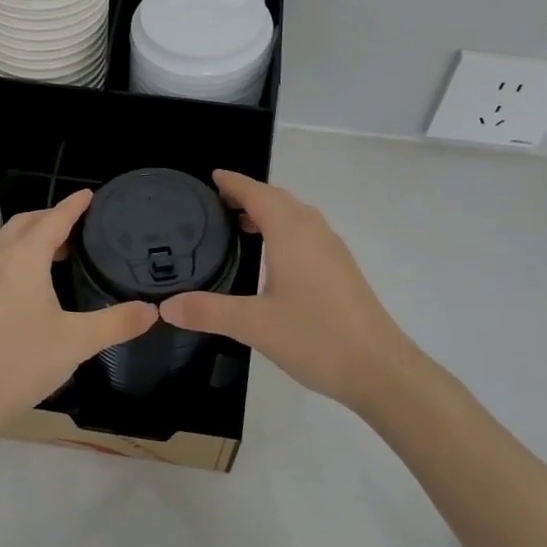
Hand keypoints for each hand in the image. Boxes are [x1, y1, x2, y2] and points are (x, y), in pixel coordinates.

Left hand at [0, 190, 157, 444]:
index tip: (90, 195)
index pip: (53, 220)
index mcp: (23, 259)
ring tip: (60, 251)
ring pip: (6, 240)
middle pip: (25, 223)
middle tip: (79, 226)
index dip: (73, 206)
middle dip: (52, 217)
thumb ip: (117, 322)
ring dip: (32, 235)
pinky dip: (17, 253)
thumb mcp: (77, 342)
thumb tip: (153, 310)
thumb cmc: (21, 363)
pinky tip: (31, 281)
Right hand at [158, 171, 433, 416]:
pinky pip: (308, 234)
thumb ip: (208, 311)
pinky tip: (274, 258)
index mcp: (291, 234)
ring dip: (270, 212)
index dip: (234, 183)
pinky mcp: (342, 270)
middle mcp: (314, 232)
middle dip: (250, 195)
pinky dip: (285, 230)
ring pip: (297, 216)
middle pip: (279, 199)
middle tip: (218, 203)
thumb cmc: (316, 338)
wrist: (380, 369)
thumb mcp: (254, 325)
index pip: (258, 193)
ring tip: (242, 226)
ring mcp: (333, 251)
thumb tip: (165, 306)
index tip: (212, 176)